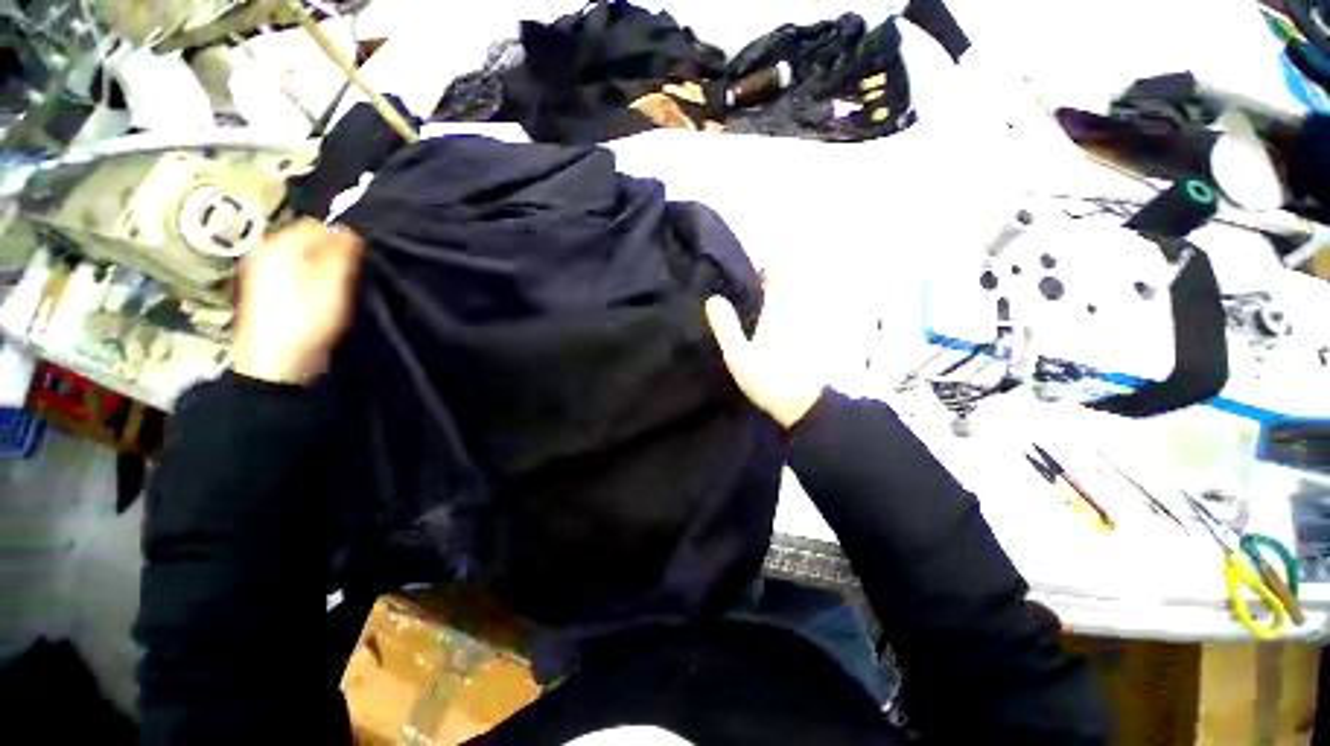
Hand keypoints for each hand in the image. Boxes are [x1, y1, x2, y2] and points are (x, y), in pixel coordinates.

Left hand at [233, 220, 363, 384]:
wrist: (277, 364)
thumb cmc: (306, 320)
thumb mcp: (332, 283)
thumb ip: (342, 252)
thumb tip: (351, 230)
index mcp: (278, 245)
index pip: (319, 225)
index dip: (343, 239)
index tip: (358, 262)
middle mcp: (266, 252)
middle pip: (310, 241)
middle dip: (333, 254)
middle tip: (349, 278)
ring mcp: (264, 273)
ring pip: (305, 258)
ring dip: (325, 269)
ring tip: (337, 291)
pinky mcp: (269, 292)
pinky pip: (298, 273)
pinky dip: (313, 280)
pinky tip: (321, 300)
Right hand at [705, 285, 826, 428]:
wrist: (803, 408)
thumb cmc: (769, 379)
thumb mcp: (739, 355)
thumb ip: (726, 328)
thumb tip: (714, 299)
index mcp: (778, 311)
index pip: (777, 276)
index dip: (763, 271)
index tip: (744, 275)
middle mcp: (795, 313)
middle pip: (785, 287)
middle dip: (767, 285)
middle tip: (743, 292)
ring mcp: (804, 328)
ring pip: (790, 303)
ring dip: (774, 302)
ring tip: (751, 310)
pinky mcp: (807, 342)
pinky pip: (795, 320)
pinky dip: (782, 318)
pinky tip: (766, 331)